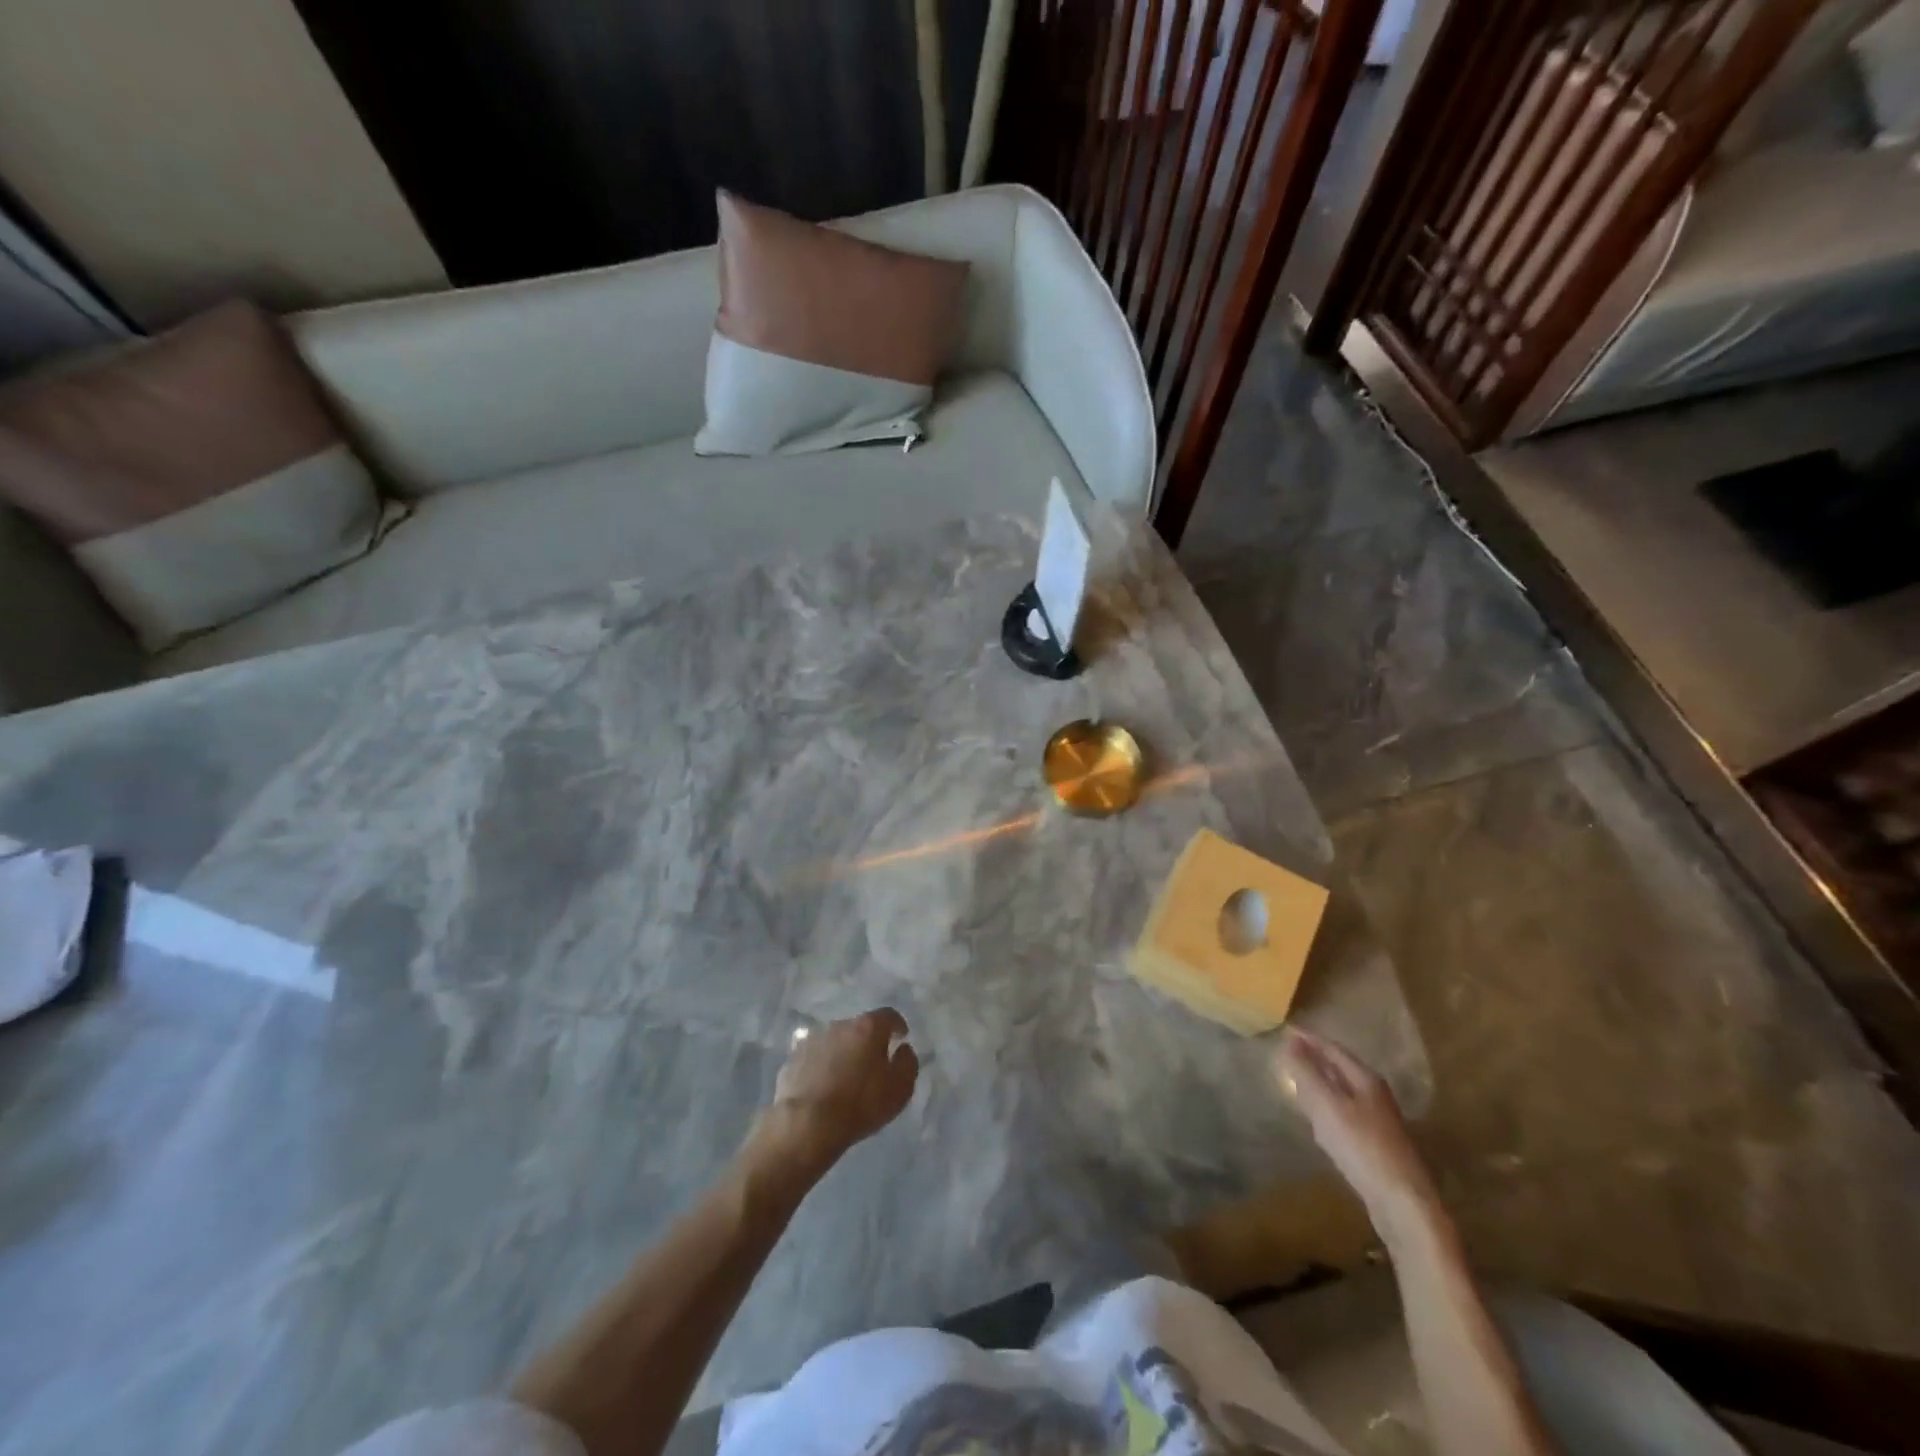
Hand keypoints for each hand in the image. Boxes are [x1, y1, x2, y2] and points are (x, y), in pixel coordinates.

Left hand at [768, 1009, 918, 1164]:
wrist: (807, 1124)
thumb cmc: (861, 1104)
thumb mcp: (900, 1089)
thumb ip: (907, 1063)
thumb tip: (903, 1049)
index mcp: (868, 1027)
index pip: (889, 1016)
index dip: (897, 1026)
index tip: (900, 1039)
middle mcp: (840, 1025)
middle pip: (859, 1028)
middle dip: (867, 1042)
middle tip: (872, 1065)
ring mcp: (813, 1039)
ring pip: (835, 1041)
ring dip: (842, 1053)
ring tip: (845, 1078)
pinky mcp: (793, 1058)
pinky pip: (814, 1057)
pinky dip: (821, 1066)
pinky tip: (822, 1087)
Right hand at [1276, 1028, 1440, 1237]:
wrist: (1403, 1203)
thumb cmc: (1362, 1147)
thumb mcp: (1327, 1105)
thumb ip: (1306, 1073)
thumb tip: (1289, 1043)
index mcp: (1366, 1079)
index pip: (1333, 1049)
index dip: (1309, 1039)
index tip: (1285, 1030)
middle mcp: (1375, 1095)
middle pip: (1340, 1069)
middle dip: (1314, 1058)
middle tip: (1287, 1051)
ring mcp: (1378, 1120)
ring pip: (1342, 1091)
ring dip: (1320, 1082)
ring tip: (1296, 1079)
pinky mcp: (1375, 1144)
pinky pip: (1344, 1113)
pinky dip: (1326, 1107)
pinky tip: (1317, 1118)